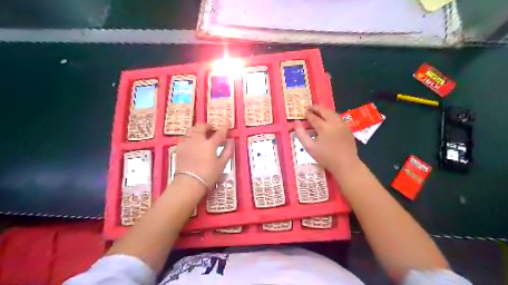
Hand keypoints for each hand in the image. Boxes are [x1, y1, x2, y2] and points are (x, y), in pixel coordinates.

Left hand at [172, 124, 231, 190]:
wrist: (188, 183)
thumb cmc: (208, 175)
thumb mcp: (222, 164)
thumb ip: (227, 151)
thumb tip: (231, 141)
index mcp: (210, 144)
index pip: (219, 132)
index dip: (224, 127)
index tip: (227, 124)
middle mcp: (197, 140)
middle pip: (202, 126)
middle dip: (208, 126)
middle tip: (212, 129)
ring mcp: (187, 143)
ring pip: (191, 129)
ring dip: (198, 129)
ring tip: (202, 134)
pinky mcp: (179, 148)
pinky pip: (185, 137)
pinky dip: (190, 136)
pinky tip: (193, 142)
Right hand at [294, 105, 360, 172]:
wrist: (346, 164)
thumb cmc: (326, 157)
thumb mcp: (310, 148)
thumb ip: (301, 134)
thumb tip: (296, 123)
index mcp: (324, 127)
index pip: (314, 117)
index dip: (308, 113)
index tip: (303, 111)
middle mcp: (334, 123)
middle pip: (324, 111)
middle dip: (316, 108)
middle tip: (310, 108)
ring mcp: (342, 125)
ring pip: (333, 113)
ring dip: (324, 111)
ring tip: (318, 112)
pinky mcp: (348, 129)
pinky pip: (338, 118)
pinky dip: (331, 116)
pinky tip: (328, 120)